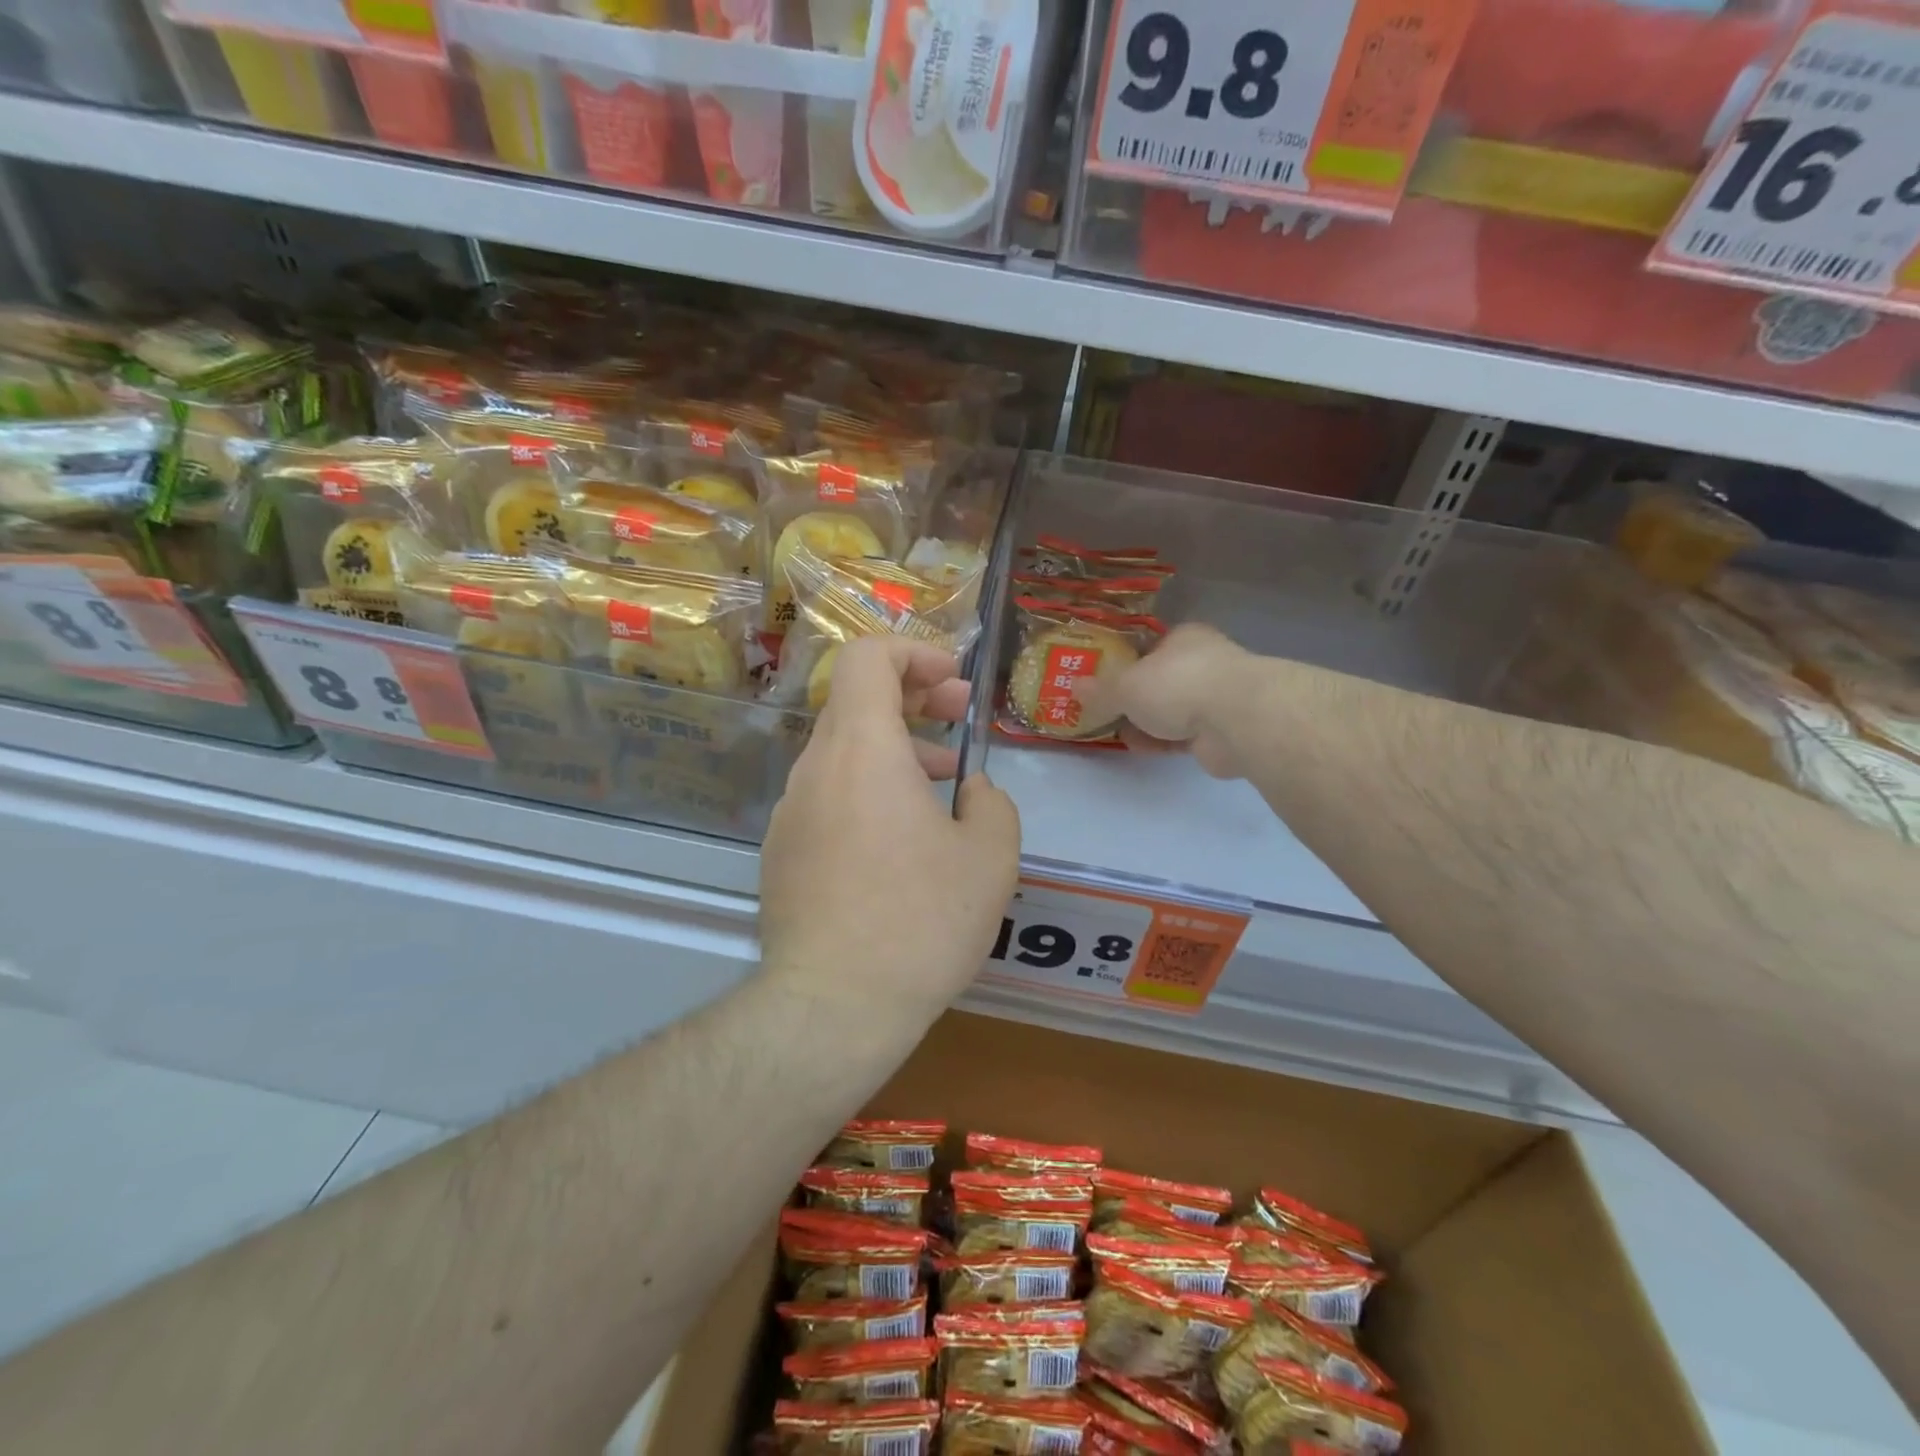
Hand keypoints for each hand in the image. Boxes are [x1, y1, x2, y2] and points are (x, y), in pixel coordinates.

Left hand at [759, 637, 1021, 1027]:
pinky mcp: (783, 851)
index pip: (867, 656)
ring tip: (946, 781)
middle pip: (856, 699)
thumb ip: (991, 804)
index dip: (914, 651)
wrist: (832, 1006)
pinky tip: (904, 839)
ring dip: (897, 748)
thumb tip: (971, 790)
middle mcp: (816, 768)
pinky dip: (869, 789)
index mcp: (862, 749)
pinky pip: (829, 795)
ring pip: (845, 751)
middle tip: (960, 713)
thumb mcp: (990, 858)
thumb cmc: (920, 921)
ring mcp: (791, 811)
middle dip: (914, 694)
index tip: (953, 679)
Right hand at [1093, 623, 1253, 778]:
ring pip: (1172, 710)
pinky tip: (1141, 748)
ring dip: (1146, 723)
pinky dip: (1162, 741)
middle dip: (1134, 698)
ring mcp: (1216, 698)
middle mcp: (1203, 662)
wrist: (1237, 720)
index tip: (1103, 681)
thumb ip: (1100, 689)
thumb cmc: (1178, 685)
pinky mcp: (1222, 732)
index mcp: (1183, 638)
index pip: (1150, 647)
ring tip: (1117, 733)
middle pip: (1160, 680)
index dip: (1125, 663)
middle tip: (1105, 712)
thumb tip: (1074, 686)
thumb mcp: (1126, 685)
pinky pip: (1183, 736)